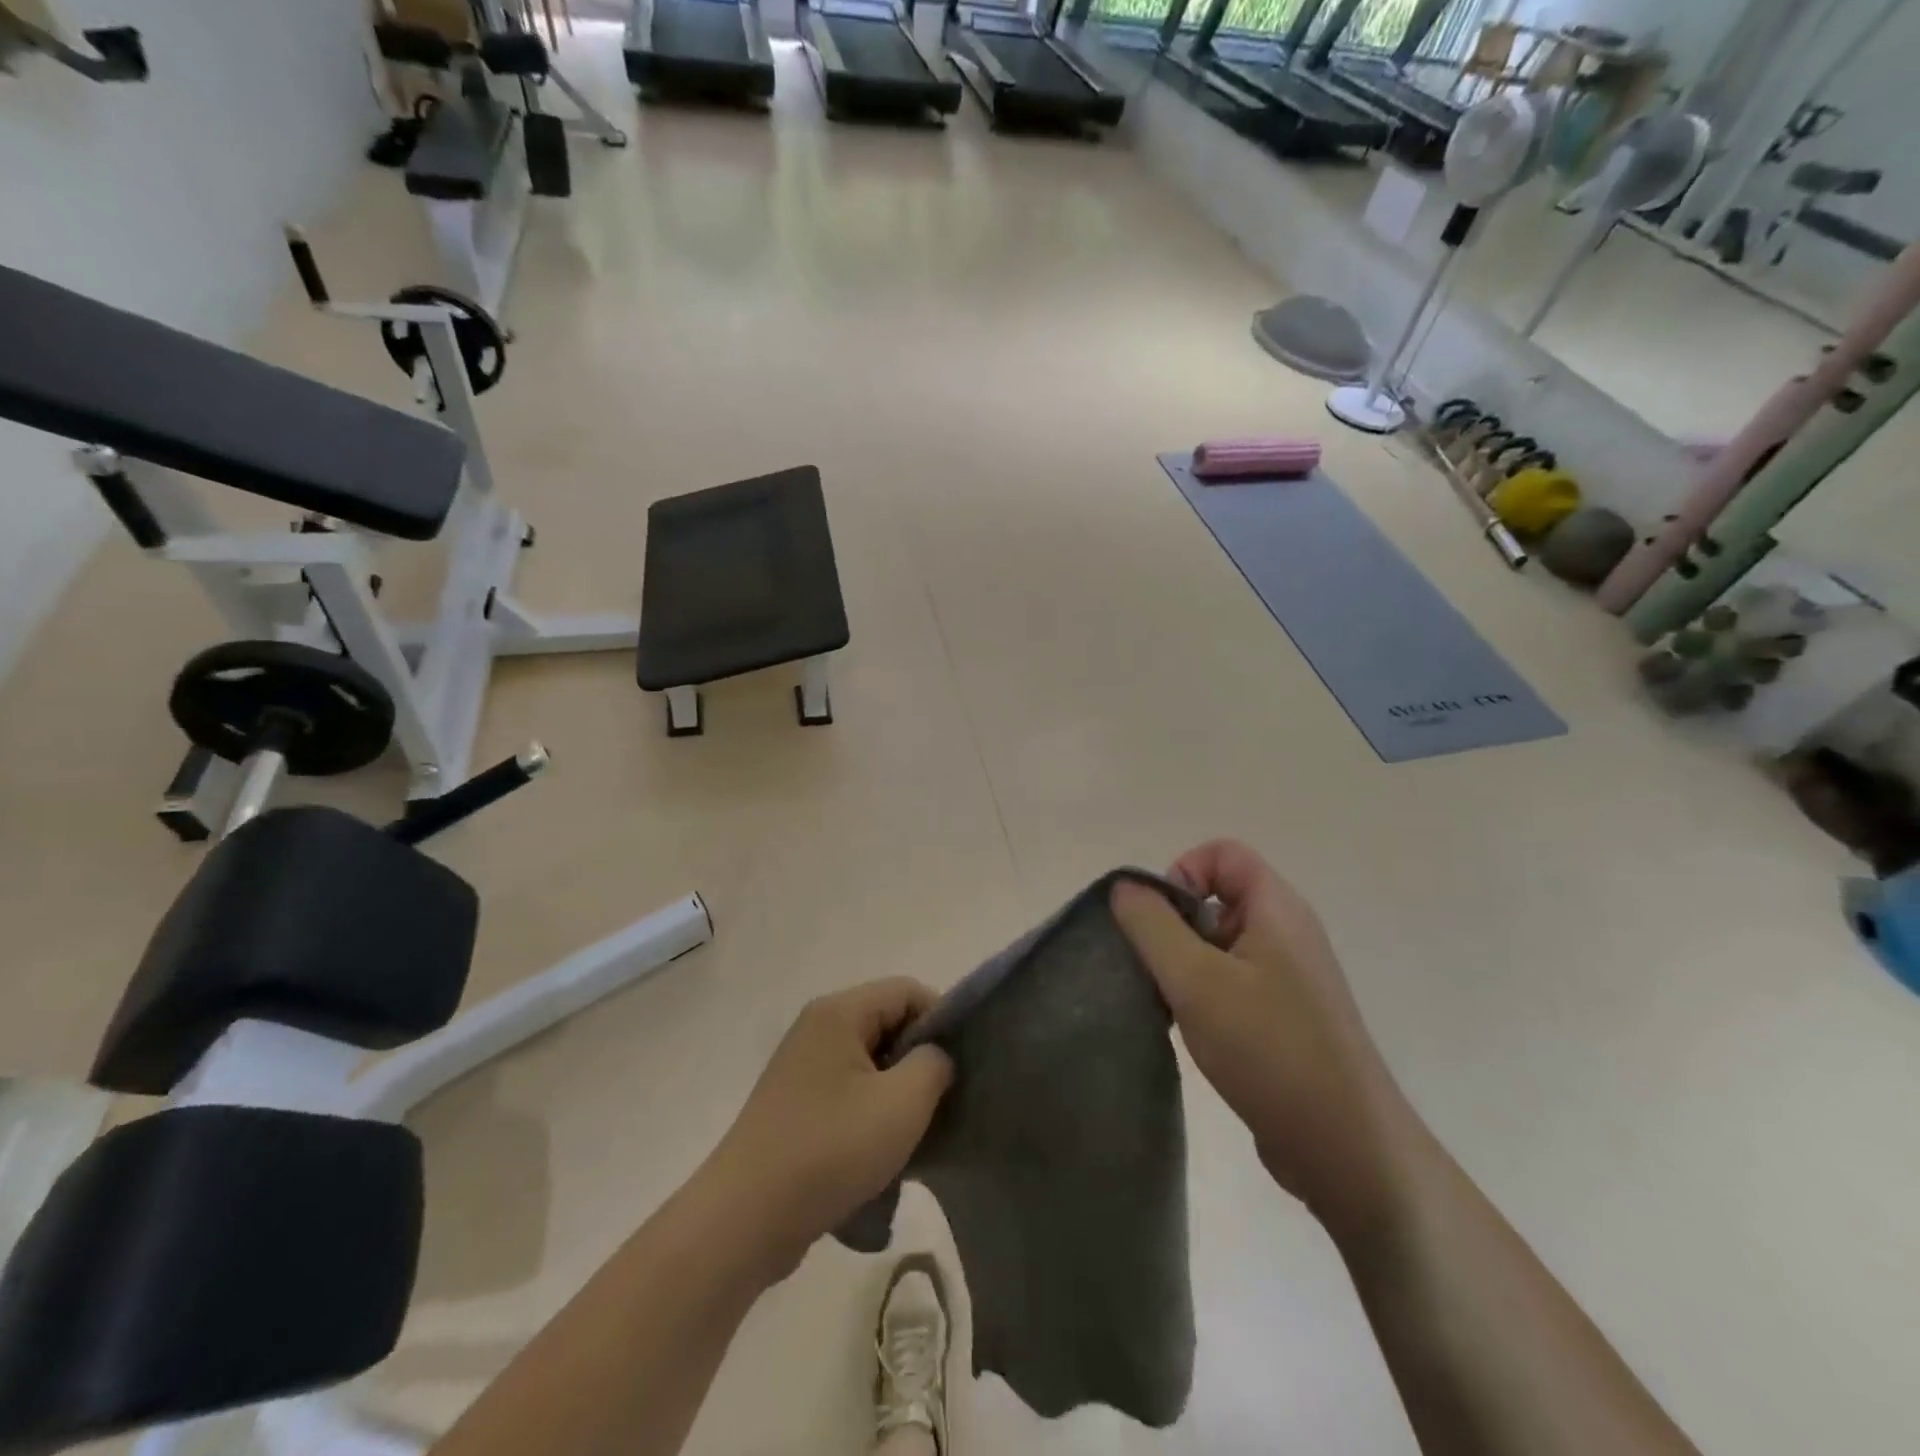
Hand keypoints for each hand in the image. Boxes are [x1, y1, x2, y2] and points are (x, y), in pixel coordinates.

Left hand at [699, 979, 952, 1281]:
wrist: (744, 1220)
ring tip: (916, 1132)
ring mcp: (802, 1067)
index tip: (962, 1066)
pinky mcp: (796, 1105)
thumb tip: (935, 1057)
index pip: (907, 991)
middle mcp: (817, 1028)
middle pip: (888, 1023)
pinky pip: (849, 1091)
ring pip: (871, 1061)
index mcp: (839, 1012)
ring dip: (898, 1092)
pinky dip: (872, 1112)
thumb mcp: (902, 1103)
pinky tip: (883, 1152)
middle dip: (920, 1059)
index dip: (941, 1021)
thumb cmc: (830, 1149)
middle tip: (943, 1102)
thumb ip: (934, 1065)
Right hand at [1112, 841, 1406, 1229]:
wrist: (1347, 1149)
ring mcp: (1290, 977)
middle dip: (1174, 925)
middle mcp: (1287, 933)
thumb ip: (1152, 926)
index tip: (1156, 922)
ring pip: (1219, 944)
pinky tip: (1190, 1031)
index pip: (1222, 854)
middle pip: (1217, 897)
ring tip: (1168, 1006)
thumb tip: (1124, 887)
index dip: (1181, 872)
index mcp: (1276, 909)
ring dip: (1184, 965)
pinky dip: (1203, 994)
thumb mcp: (1196, 981)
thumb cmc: (1269, 1049)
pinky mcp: (1285, 1016)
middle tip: (1155, 970)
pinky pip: (1232, 981)